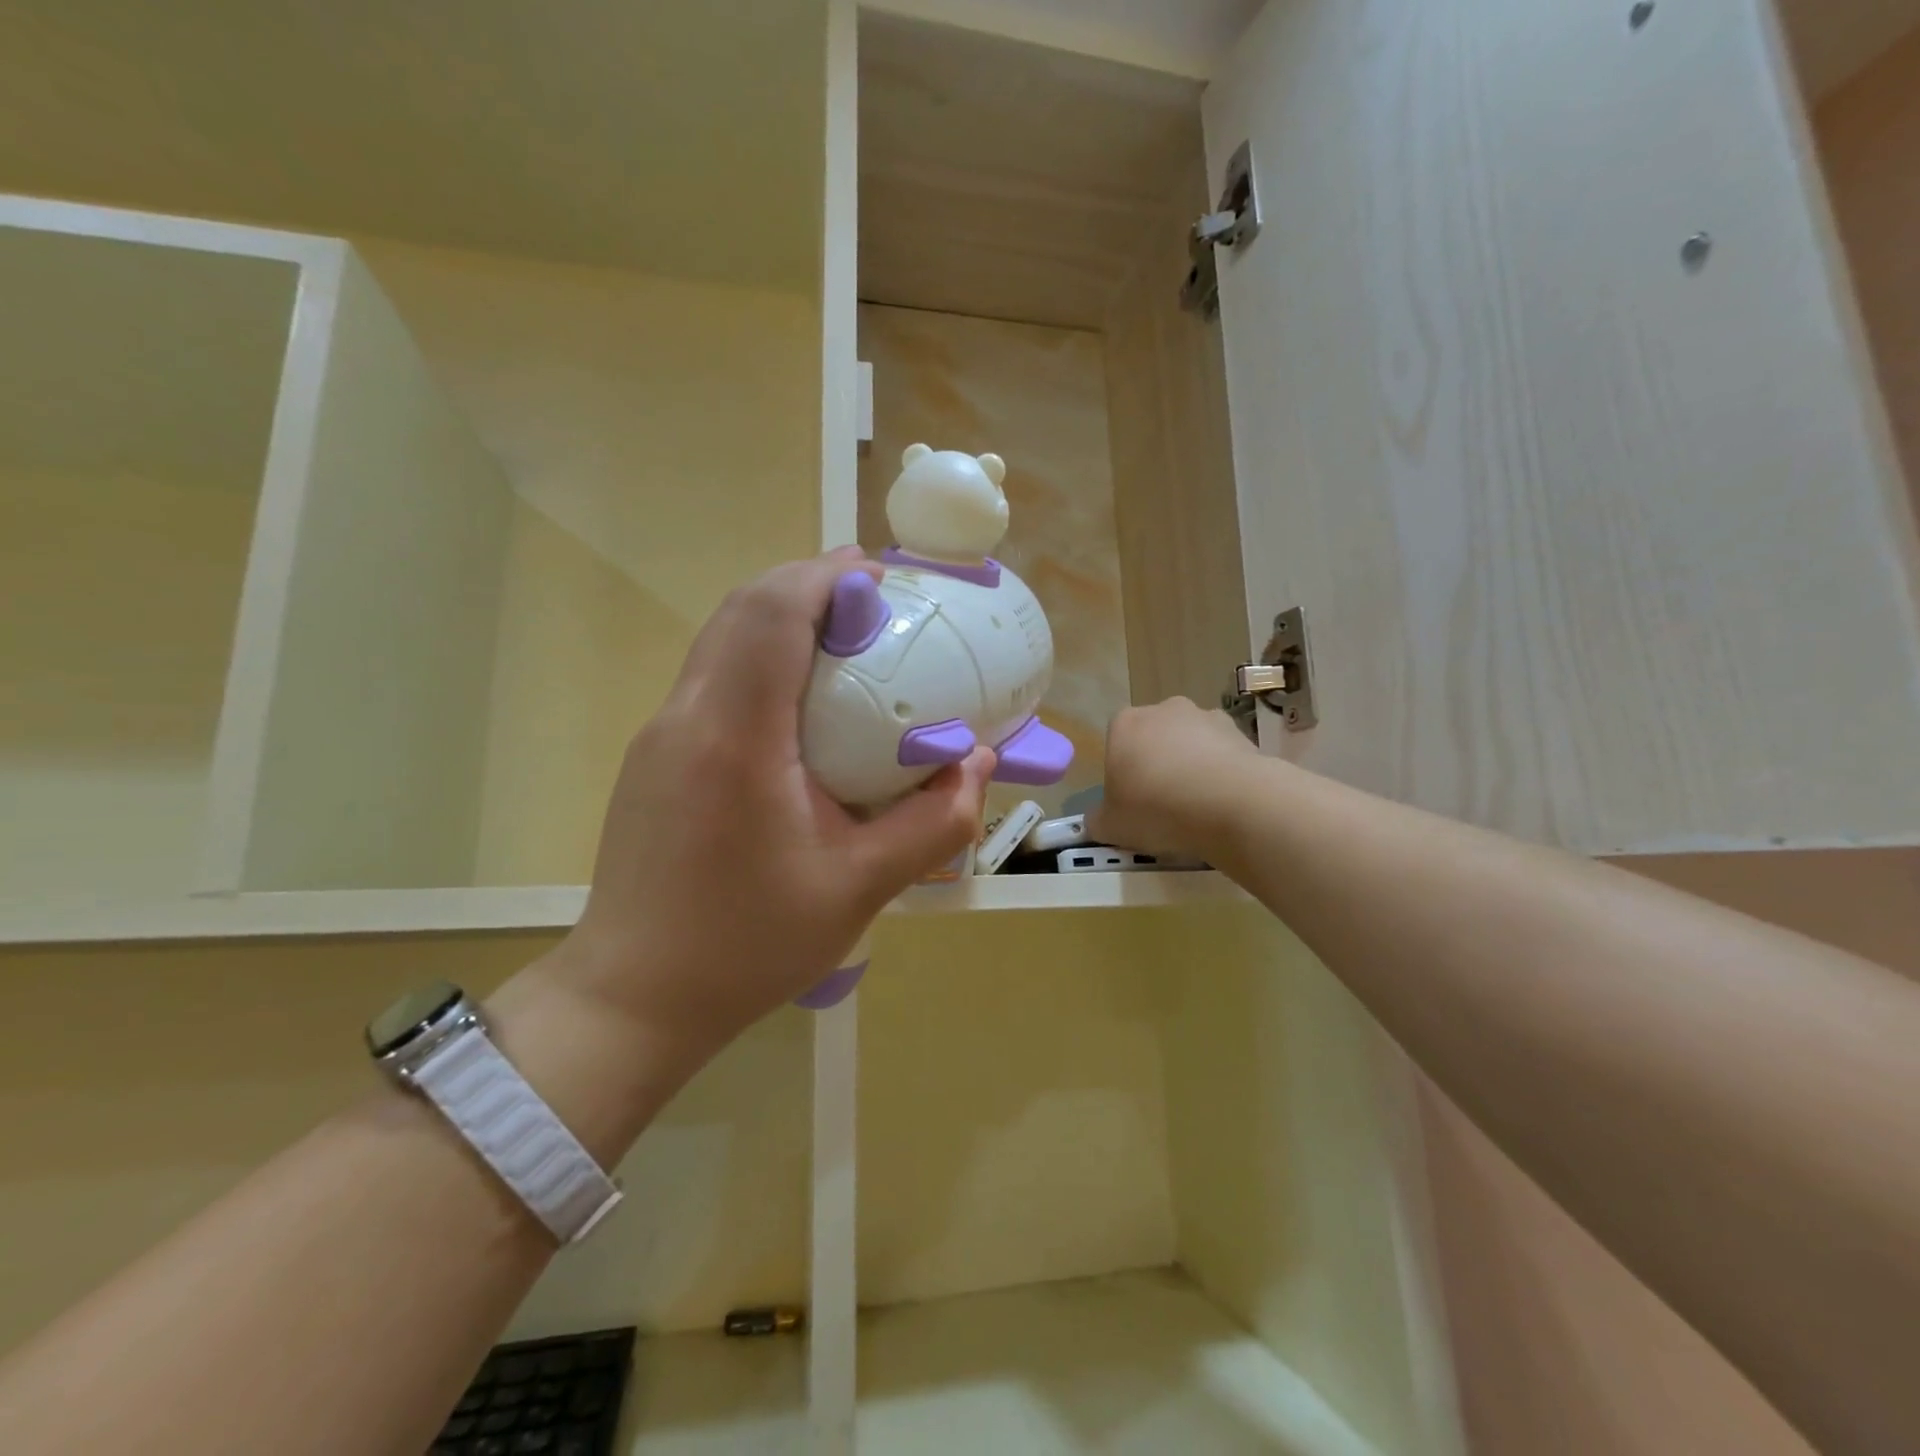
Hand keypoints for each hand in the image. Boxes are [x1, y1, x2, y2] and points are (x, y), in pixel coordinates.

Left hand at [542, 548, 994, 1055]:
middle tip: (874, 600)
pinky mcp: (654, 758)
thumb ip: (933, 822)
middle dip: (807, 584)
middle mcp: (687, 717)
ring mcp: (660, 735)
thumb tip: (978, 764)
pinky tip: (800, 701)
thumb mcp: (861, 888)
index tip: (881, 575)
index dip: (825, 576)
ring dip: (780, 617)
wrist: (636, 998)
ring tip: (845, 638)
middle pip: (741, 609)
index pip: (771, 613)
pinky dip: (759, 657)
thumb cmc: (749, 945)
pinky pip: (711, 678)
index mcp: (736, 737)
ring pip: (720, 639)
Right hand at [1090, 698, 1258, 857]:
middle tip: (1162, 805)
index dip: (1122, 774)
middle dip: (1157, 766)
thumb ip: (1098, 820)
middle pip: (1153, 739)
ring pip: (1190, 744)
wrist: (1231, 804)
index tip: (1131, 802)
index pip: (1115, 745)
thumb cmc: (1157, 808)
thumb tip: (1098, 821)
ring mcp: (1205, 717)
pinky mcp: (1240, 732)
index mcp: (1124, 724)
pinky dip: (1221, 772)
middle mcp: (1163, 710)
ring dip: (1191, 767)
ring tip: (1198, 807)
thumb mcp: (1111, 826)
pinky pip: (1222, 754)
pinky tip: (1223, 802)